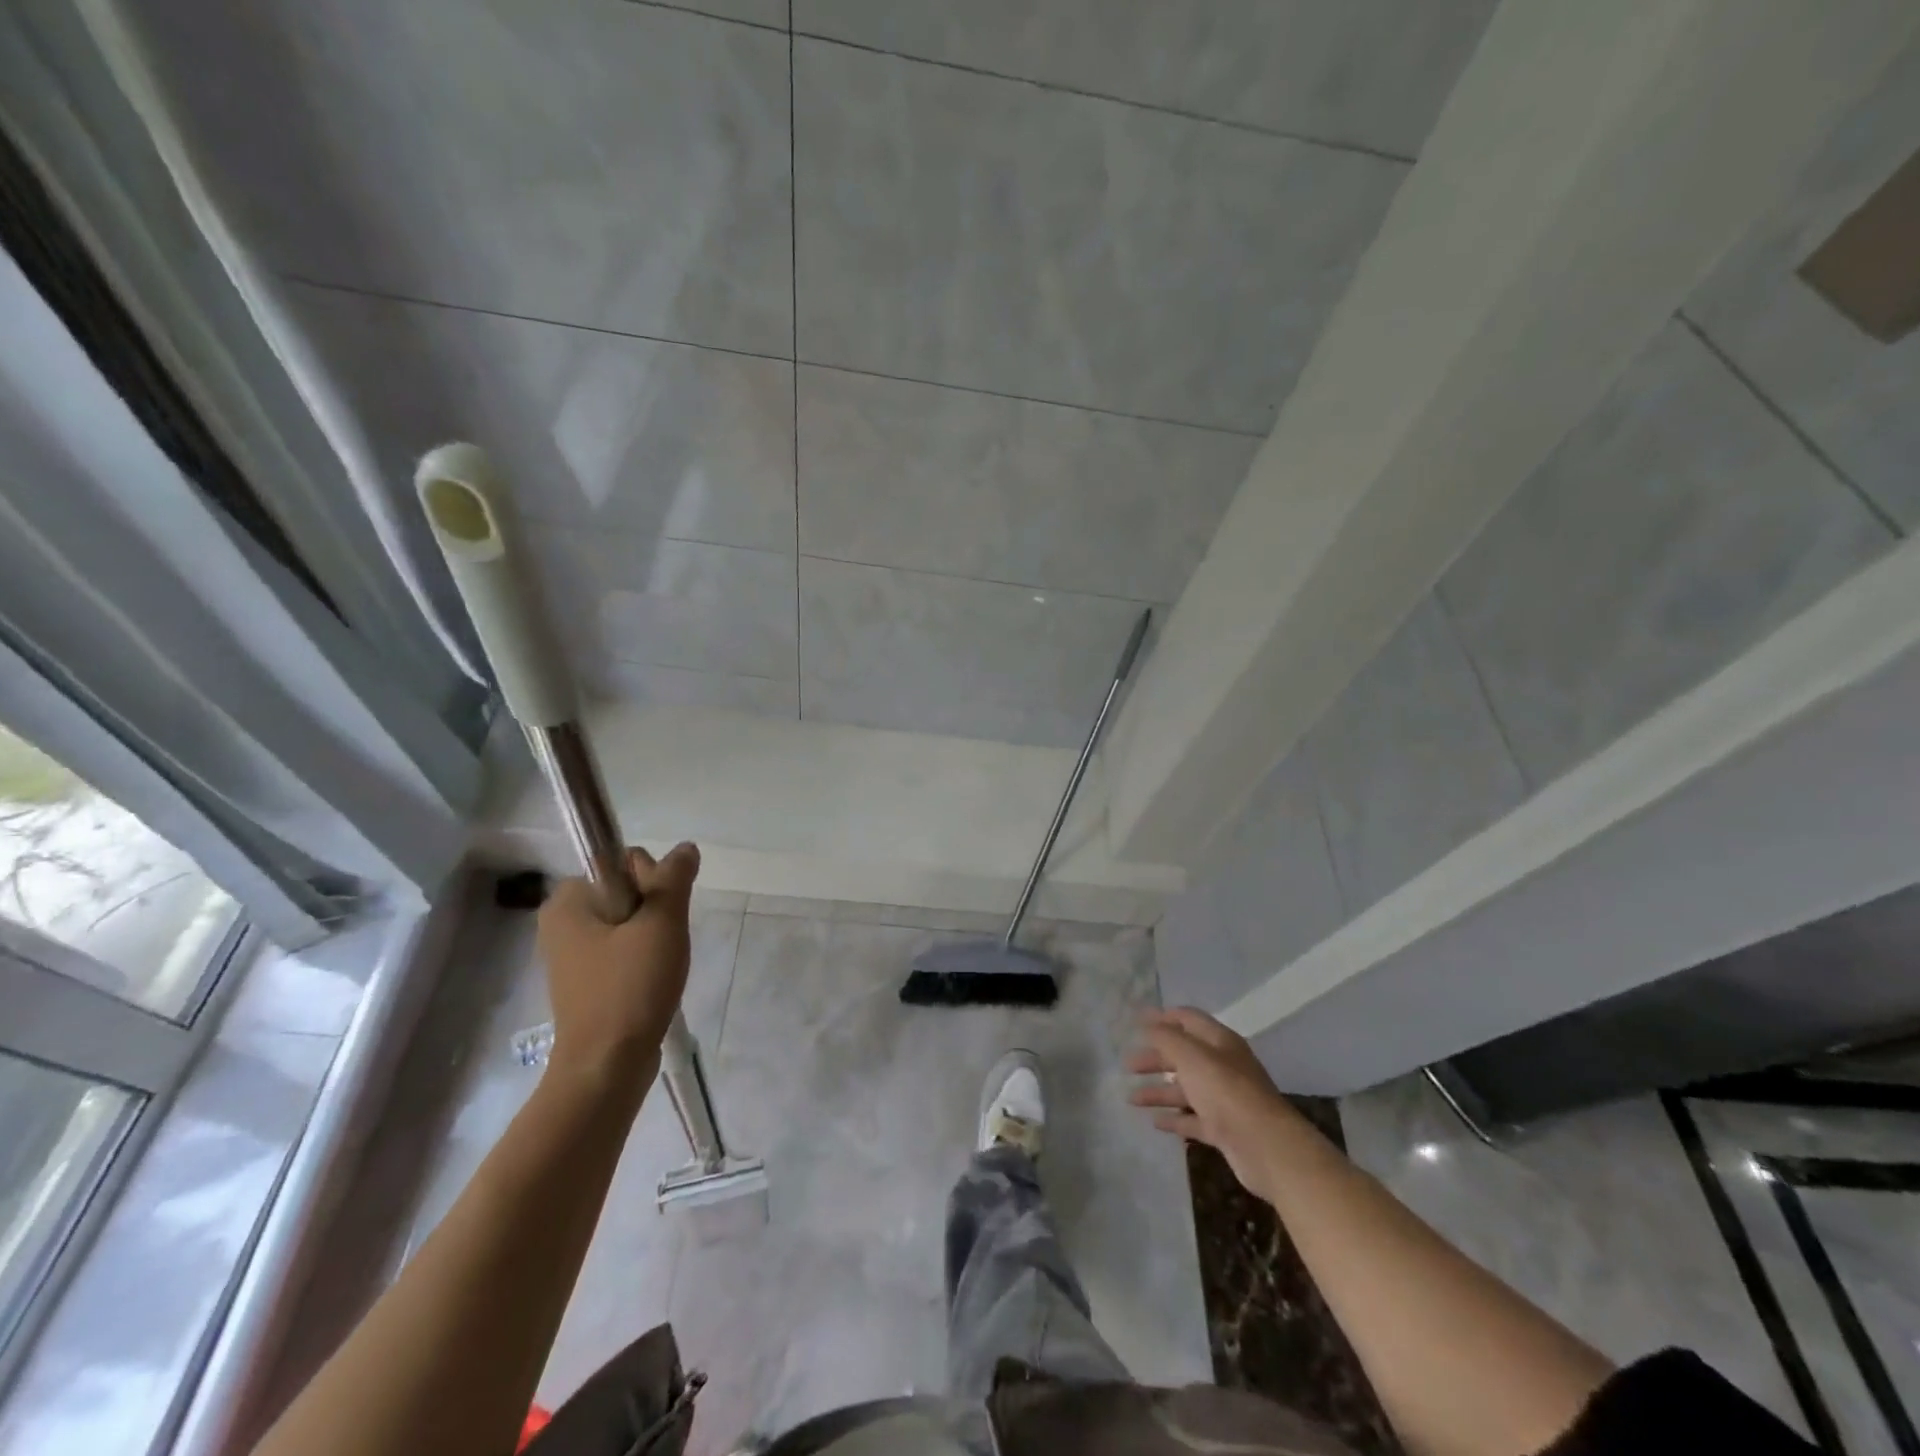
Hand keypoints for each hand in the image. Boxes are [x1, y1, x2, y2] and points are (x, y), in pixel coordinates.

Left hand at [536, 843, 700, 1095]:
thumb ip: (674, 878)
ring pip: (628, 920)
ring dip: (653, 934)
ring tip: (661, 964)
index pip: (621, 862)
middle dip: (654, 909)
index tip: (660, 915)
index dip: (652, 880)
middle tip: (662, 942)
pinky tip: (653, 978)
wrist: (607, 1066)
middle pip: (626, 889)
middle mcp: (562, 921)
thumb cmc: (630, 987)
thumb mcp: (661, 924)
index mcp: (568, 901)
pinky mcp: (584, 980)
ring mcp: (571, 953)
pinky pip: (621, 948)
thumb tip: (685, 848)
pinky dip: (642, 956)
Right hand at [1127, 1007, 1301, 1192]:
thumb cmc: (1226, 1091)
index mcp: (1219, 1042)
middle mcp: (1223, 1066)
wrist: (1266, 1147)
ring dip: (1159, 1091)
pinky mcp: (1224, 1129)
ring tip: (1131, 1099)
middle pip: (1184, 1056)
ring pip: (1186, 1089)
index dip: (1163, 1018)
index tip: (1136, 1022)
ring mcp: (1224, 1099)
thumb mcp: (1191, 1056)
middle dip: (1155, 1058)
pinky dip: (1175, 1119)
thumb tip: (1147, 1021)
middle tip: (1128, 1065)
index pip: (1188, 1019)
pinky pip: (1193, 1119)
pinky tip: (1155, 1123)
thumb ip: (1166, 1037)